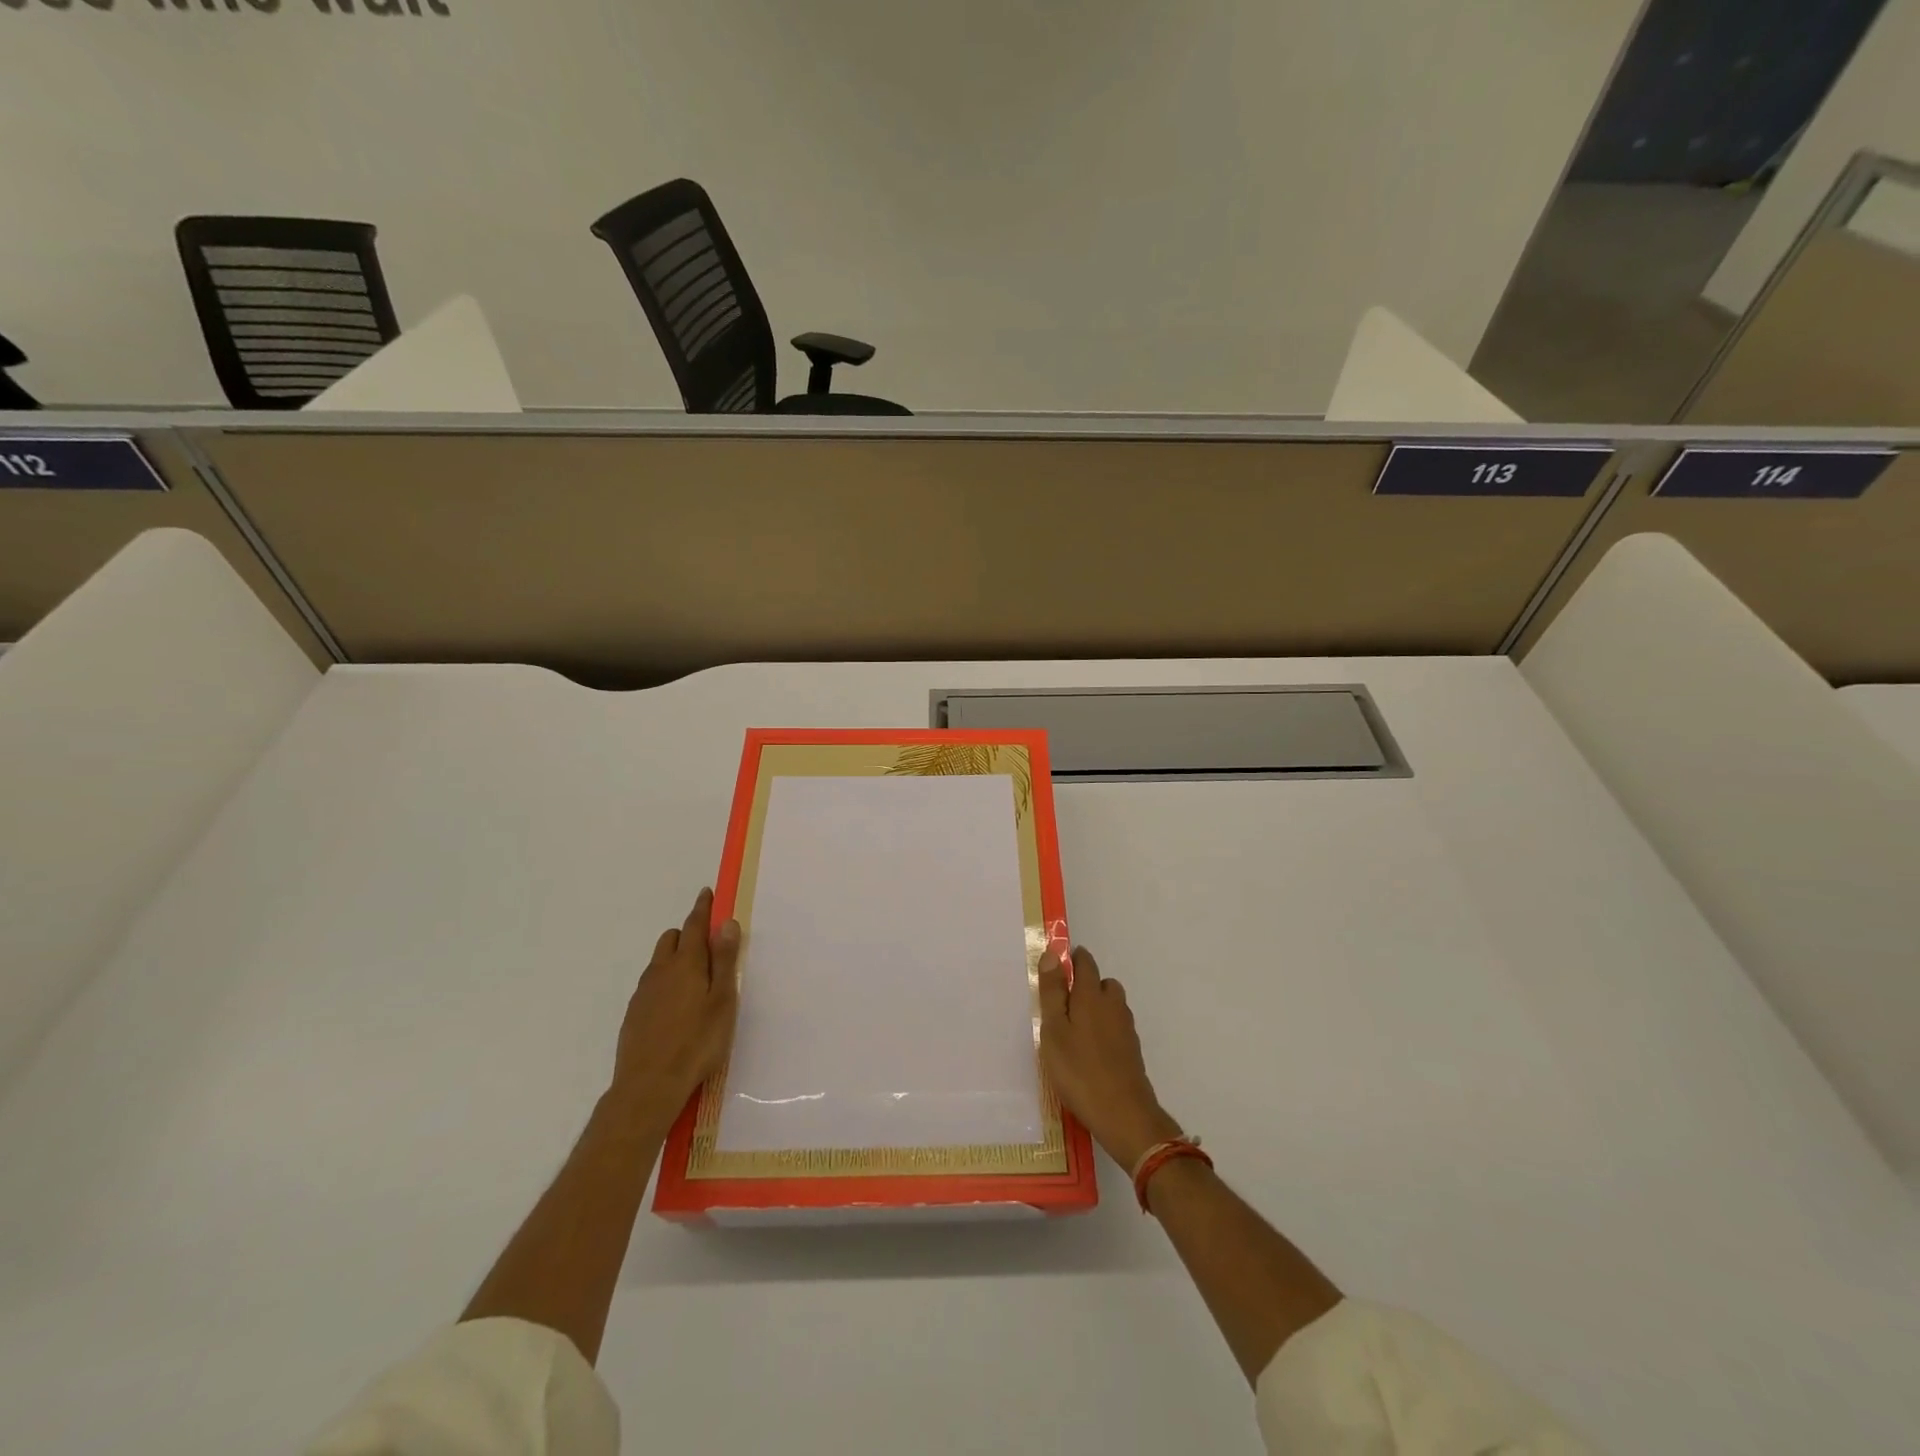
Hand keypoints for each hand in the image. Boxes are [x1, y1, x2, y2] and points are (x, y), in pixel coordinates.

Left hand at [607, 888, 741, 1129]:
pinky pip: (651, 984)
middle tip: (707, 945)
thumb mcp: (722, 1000)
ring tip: (694, 978)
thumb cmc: (697, 1042)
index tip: (706, 893)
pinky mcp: (633, 1014)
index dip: (702, 908)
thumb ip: (725, 961)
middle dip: (688, 933)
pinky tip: (675, 1006)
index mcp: (687, 963)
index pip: (695, 925)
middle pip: (672, 938)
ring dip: (675, 957)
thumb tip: (726, 923)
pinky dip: (664, 981)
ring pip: (659, 961)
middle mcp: (661, 971)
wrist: (648, 1087)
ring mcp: (643, 993)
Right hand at [1038, 945, 1182, 1170]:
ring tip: (1074, 1030)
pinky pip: (1116, 1027)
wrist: (1123, 1114)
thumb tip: (1053, 954)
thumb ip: (1053, 992)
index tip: (1057, 967)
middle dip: (1085, 985)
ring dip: (1096, 1008)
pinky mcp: (1132, 1051)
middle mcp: (1113, 1006)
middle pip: (1102, 983)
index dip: (1072, 959)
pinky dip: (1104, 1030)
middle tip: (1062, 1004)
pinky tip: (1090, 1051)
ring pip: (1111, 1006)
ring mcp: (1126, 1029)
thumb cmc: (1079, 1070)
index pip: (1085, 963)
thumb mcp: (1054, 1030)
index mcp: (1091, 996)